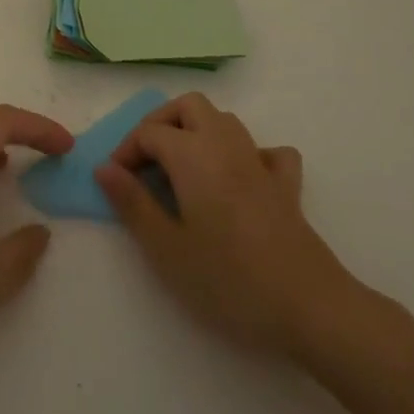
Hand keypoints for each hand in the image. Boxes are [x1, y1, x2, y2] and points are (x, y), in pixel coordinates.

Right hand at [96, 93, 365, 359]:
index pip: (150, 132)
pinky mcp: (286, 186)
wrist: (309, 308)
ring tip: (181, 169)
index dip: (126, 150)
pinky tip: (239, 180)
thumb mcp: (166, 249)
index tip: (116, 183)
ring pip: (225, 120)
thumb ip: (132, 204)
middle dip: (162, 123)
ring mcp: (260, 162)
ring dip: (198, 131)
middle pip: (189, 106)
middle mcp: (226, 144)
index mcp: (193, 155)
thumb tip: (104, 168)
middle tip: (145, 162)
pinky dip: (247, 155)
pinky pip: (265, 152)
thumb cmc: (228, 280)